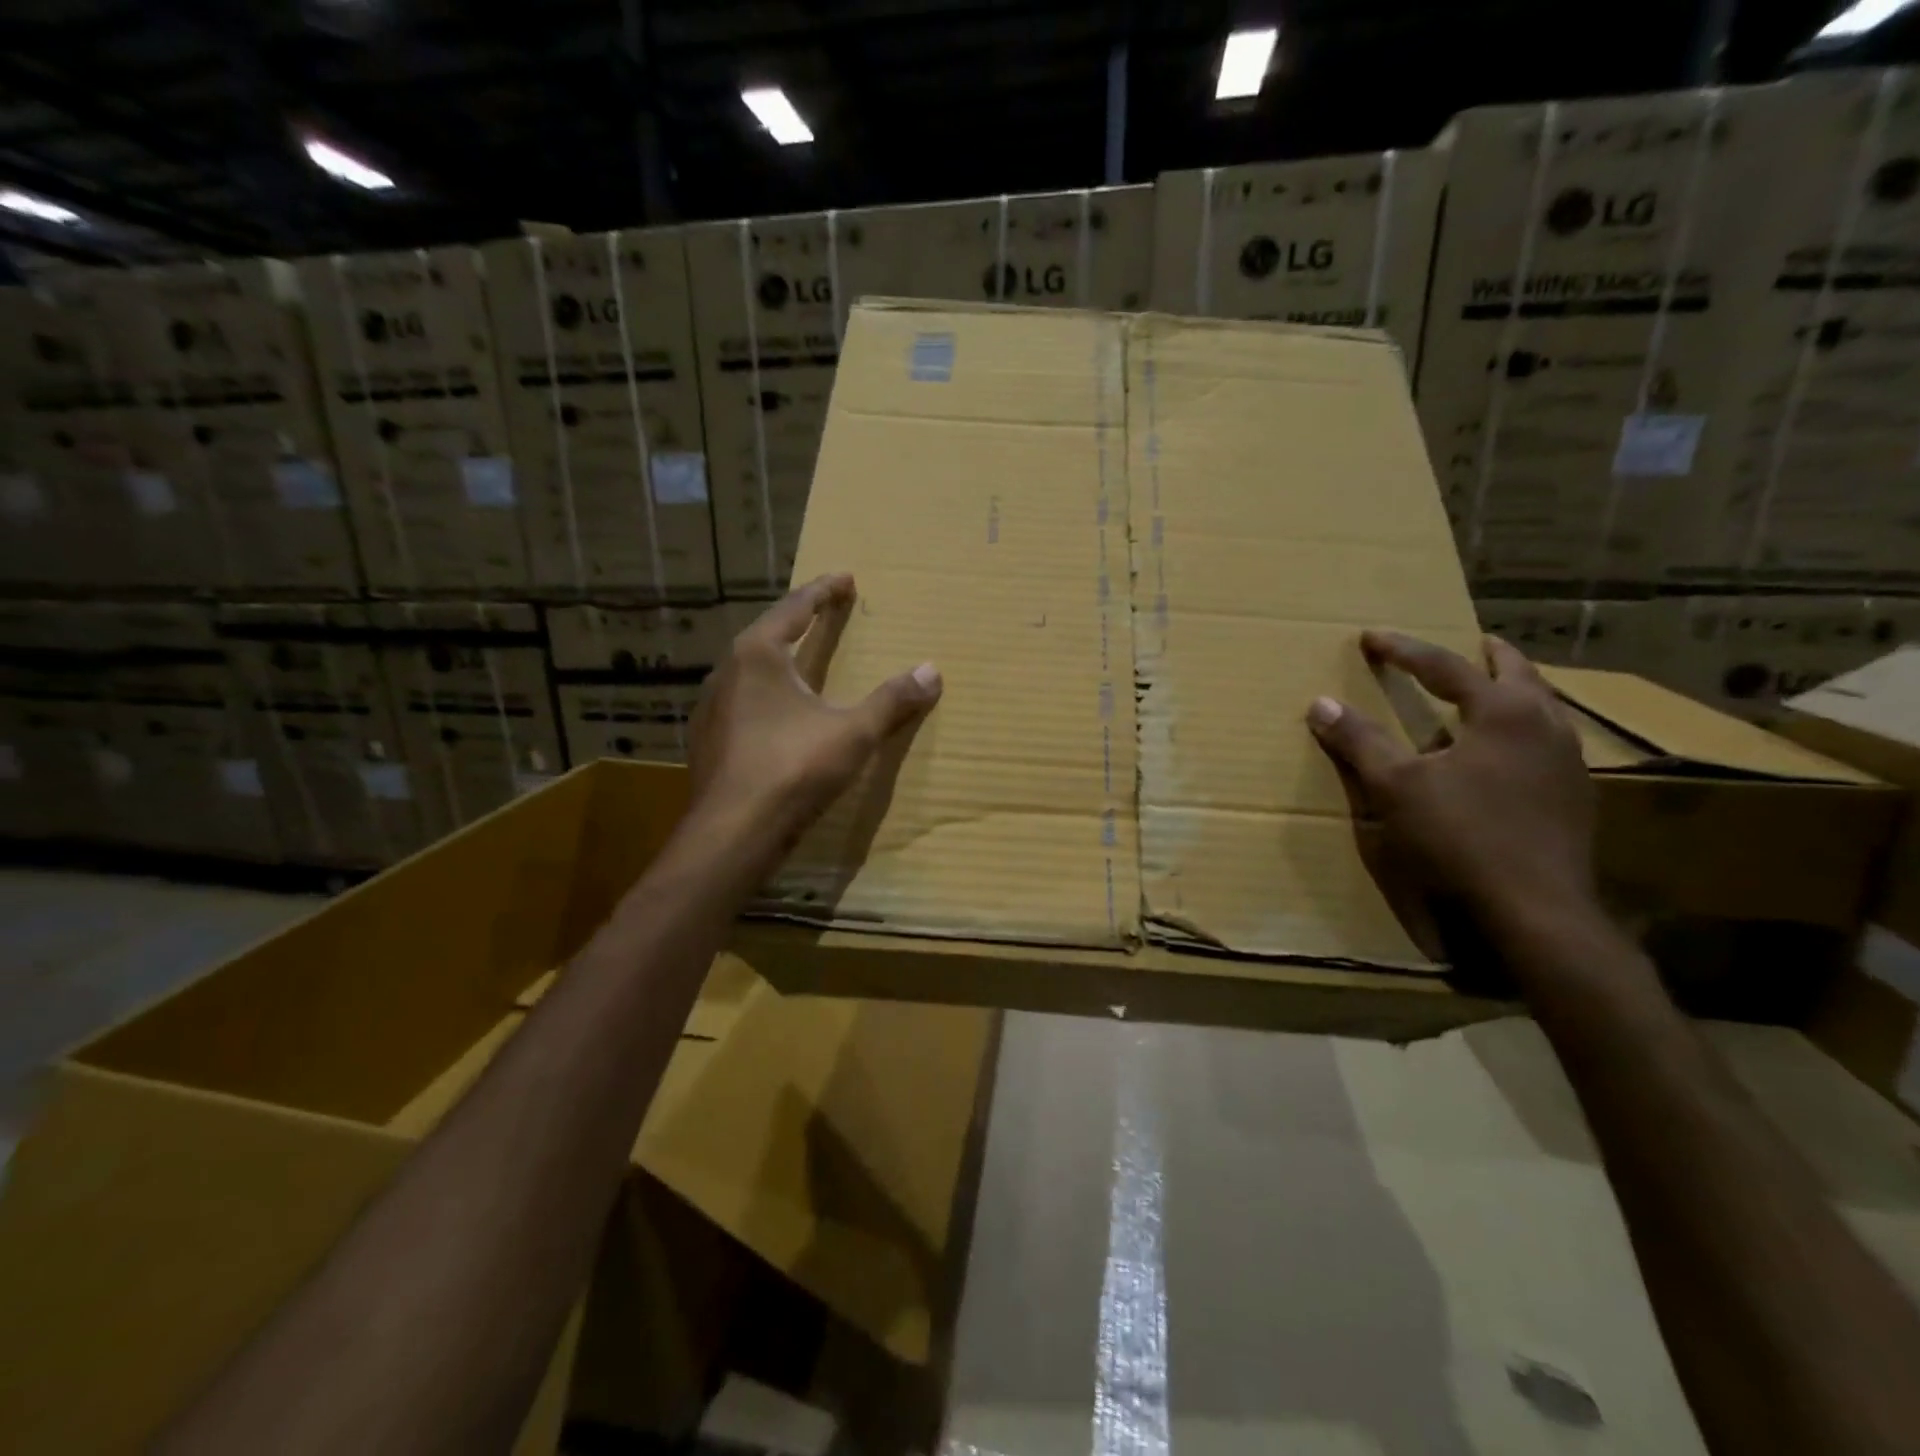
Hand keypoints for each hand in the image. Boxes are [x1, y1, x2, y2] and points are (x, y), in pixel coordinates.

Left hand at [688, 572, 941, 860]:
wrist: (733, 833)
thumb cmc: (794, 769)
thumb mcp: (853, 733)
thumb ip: (892, 701)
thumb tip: (932, 672)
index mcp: (758, 654)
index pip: (795, 608)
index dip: (824, 592)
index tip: (845, 578)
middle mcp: (727, 671)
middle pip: (768, 633)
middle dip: (799, 620)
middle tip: (825, 611)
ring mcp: (711, 707)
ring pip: (750, 670)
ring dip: (778, 659)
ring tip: (801, 659)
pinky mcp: (708, 740)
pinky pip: (742, 702)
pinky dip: (766, 695)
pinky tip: (778, 714)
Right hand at [1306, 630, 1596, 936]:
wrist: (1536, 911)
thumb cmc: (1461, 837)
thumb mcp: (1396, 786)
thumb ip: (1360, 741)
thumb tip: (1320, 703)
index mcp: (1504, 712)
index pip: (1446, 666)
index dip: (1404, 650)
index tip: (1370, 637)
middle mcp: (1545, 726)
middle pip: (1518, 674)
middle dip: (1489, 657)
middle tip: (1471, 643)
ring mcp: (1569, 763)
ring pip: (1543, 708)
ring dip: (1514, 691)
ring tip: (1490, 691)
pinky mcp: (1575, 798)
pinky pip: (1548, 742)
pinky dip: (1523, 730)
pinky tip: (1505, 753)